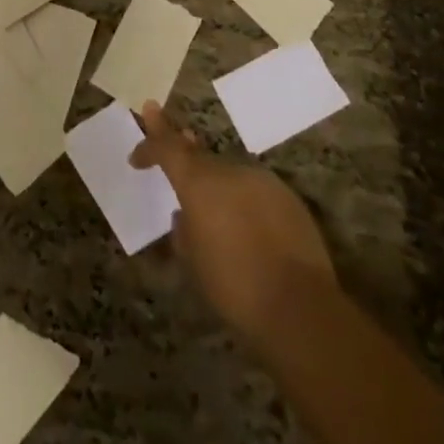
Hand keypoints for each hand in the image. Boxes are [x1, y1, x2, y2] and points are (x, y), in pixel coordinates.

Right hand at [133, 101, 334, 354]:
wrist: (301, 308)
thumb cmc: (234, 285)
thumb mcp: (193, 261)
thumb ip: (184, 230)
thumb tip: (185, 216)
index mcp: (199, 183)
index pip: (167, 147)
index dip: (151, 140)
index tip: (142, 136)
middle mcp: (229, 171)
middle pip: (200, 156)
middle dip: (185, 154)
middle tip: (174, 145)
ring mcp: (262, 181)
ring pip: (230, 174)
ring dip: (218, 184)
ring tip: (214, 207)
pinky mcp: (289, 198)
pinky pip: (255, 191)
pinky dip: (244, 201)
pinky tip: (249, 226)